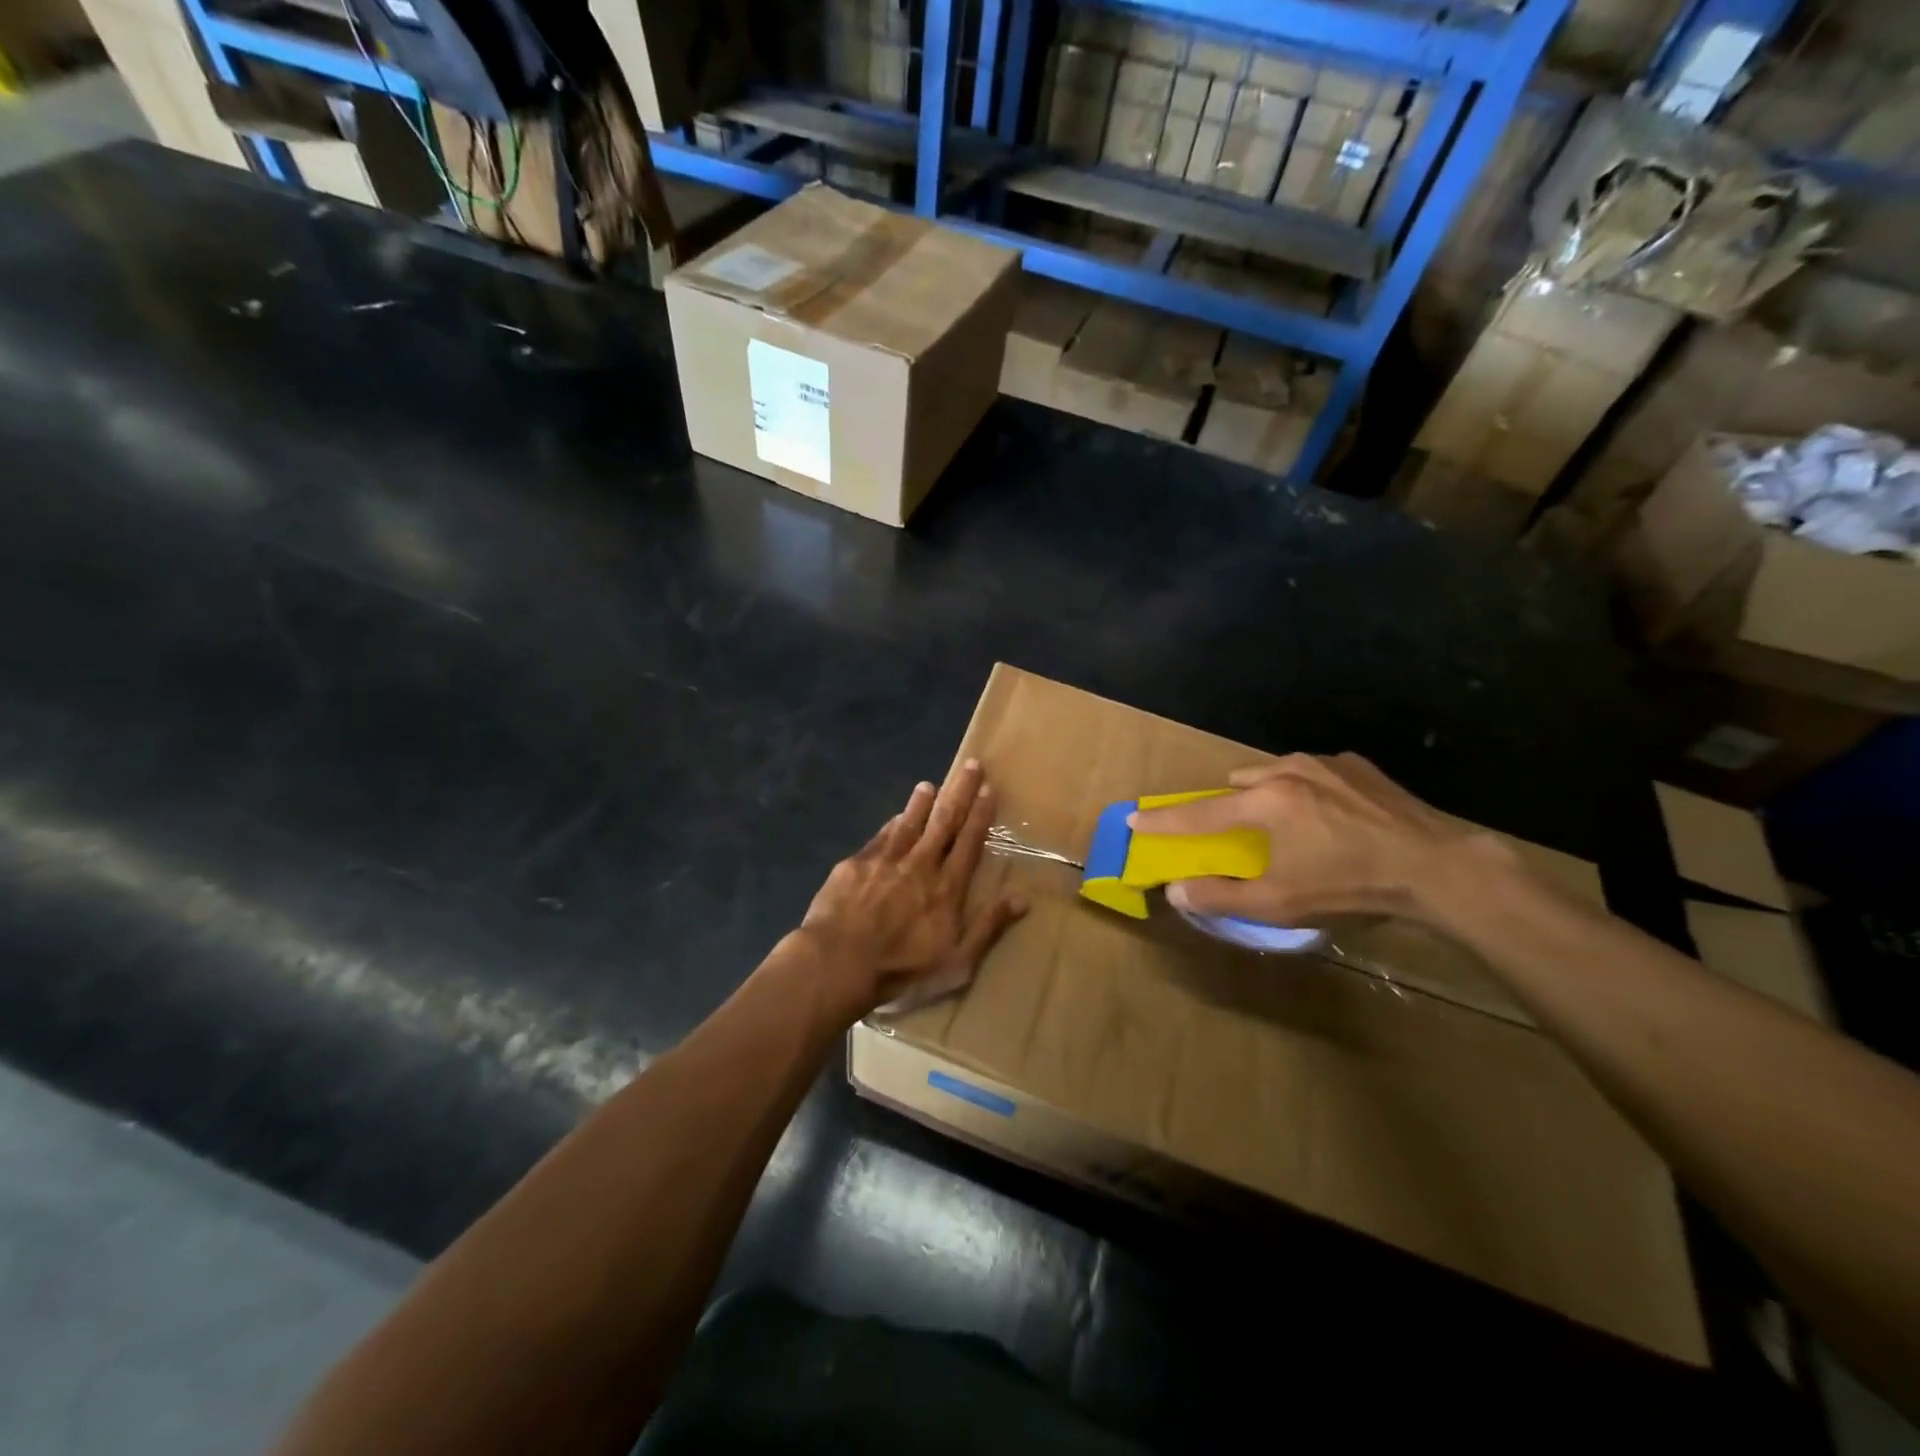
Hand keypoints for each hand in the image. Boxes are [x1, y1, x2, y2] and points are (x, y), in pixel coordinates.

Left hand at [799, 759, 1026, 1014]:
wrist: (838, 963)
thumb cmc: (902, 969)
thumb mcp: (958, 962)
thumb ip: (988, 927)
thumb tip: (1022, 898)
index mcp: (947, 887)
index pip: (969, 842)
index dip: (980, 814)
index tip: (988, 789)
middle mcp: (920, 864)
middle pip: (944, 821)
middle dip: (959, 792)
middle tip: (971, 765)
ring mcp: (885, 861)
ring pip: (909, 822)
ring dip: (922, 802)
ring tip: (929, 784)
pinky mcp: (855, 864)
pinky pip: (880, 837)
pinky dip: (892, 824)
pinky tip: (895, 816)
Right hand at [1128, 754, 1503, 926]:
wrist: (1437, 868)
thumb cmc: (1350, 886)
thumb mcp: (1280, 903)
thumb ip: (1221, 896)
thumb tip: (1175, 890)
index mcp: (1264, 803)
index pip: (1200, 814)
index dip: (1163, 820)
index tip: (1134, 817)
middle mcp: (1287, 771)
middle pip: (1238, 782)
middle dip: (1231, 804)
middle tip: (1243, 833)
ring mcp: (1325, 764)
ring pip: (1276, 771)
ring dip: (1269, 793)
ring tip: (1293, 824)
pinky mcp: (1358, 766)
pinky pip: (1314, 772)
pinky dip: (1309, 789)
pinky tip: (1333, 816)